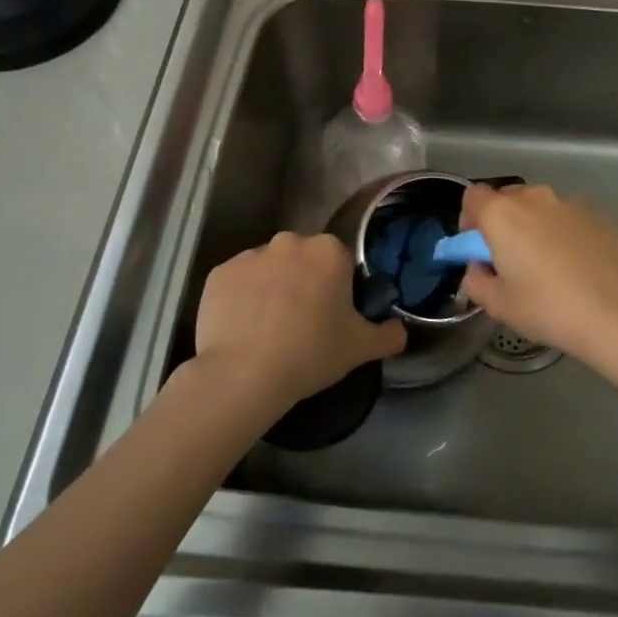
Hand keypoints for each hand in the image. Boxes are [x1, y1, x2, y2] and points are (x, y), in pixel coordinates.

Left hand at [193, 232, 405, 412]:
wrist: (243, 374)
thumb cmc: (311, 353)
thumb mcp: (361, 348)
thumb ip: (389, 335)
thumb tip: (400, 330)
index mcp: (328, 251)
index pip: (340, 261)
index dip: (339, 288)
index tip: (334, 316)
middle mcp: (289, 242)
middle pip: (303, 259)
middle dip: (305, 281)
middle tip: (303, 322)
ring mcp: (249, 256)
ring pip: (269, 268)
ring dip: (273, 287)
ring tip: (269, 329)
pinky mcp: (218, 274)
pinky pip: (238, 282)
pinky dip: (242, 298)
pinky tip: (243, 328)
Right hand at [459, 183, 617, 365]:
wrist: (614, 313)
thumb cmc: (547, 308)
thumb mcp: (498, 305)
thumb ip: (476, 281)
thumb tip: (480, 269)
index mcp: (502, 215)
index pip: (472, 197)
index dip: (469, 220)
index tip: (477, 247)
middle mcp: (534, 198)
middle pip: (507, 198)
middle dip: (503, 222)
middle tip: (510, 257)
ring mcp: (569, 203)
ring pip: (540, 206)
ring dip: (535, 225)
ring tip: (548, 262)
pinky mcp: (598, 214)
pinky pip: (568, 217)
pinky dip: (564, 231)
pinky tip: (577, 264)